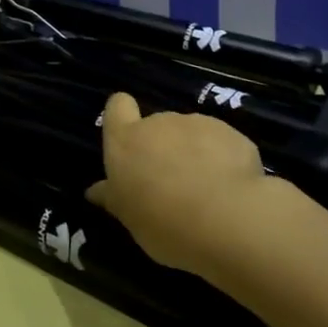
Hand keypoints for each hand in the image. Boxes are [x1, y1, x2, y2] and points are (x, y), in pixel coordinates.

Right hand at [86, 92, 270, 276]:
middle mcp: (159, 122)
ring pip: (191, 134)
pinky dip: (225, 160)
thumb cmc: (162, 220)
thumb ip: (113, 198)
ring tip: (208, 191)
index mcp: (125, 140)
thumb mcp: (129, 217)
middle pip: (157, 125)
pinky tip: (233, 190)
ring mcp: (197, 124)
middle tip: (172, 184)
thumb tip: (94, 191)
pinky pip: (223, 144)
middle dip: (164, 147)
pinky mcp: (231, 134)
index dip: (123, 116)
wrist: (225, 219)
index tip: (130, 139)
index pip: (117, 106)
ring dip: (195, 153)